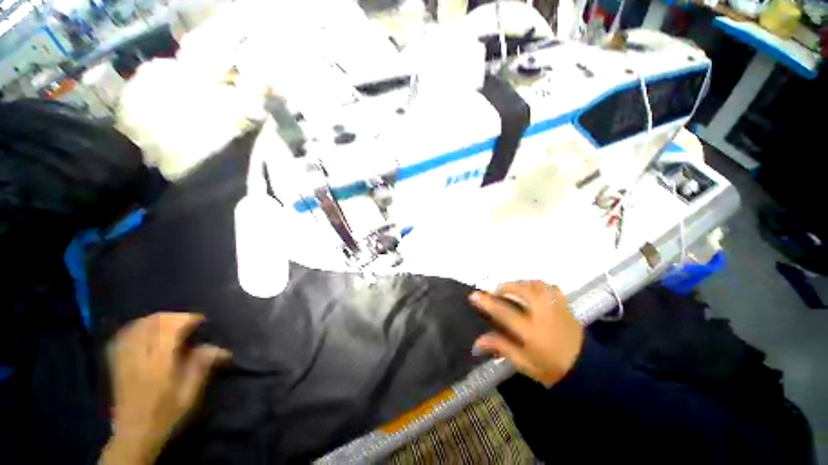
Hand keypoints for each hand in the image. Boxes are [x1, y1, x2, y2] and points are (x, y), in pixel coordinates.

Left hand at [100, 313, 229, 464]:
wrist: (134, 435)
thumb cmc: (165, 415)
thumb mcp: (189, 395)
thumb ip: (201, 367)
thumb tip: (219, 348)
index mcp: (158, 364)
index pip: (169, 328)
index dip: (187, 319)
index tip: (201, 321)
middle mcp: (138, 357)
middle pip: (152, 323)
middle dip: (173, 317)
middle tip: (188, 322)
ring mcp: (123, 359)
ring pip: (137, 326)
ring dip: (156, 320)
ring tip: (170, 325)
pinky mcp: (115, 363)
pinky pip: (123, 335)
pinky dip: (137, 327)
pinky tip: (146, 331)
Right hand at [469, 281, 583, 387]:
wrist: (588, 371)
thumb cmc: (552, 369)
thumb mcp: (524, 363)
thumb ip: (501, 347)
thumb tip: (476, 343)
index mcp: (532, 332)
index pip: (504, 313)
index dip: (487, 302)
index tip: (474, 295)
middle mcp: (544, 315)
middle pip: (522, 290)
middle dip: (506, 287)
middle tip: (497, 293)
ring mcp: (556, 308)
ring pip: (536, 284)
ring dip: (521, 283)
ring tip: (513, 290)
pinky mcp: (565, 306)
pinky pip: (550, 287)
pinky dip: (538, 285)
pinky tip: (533, 291)